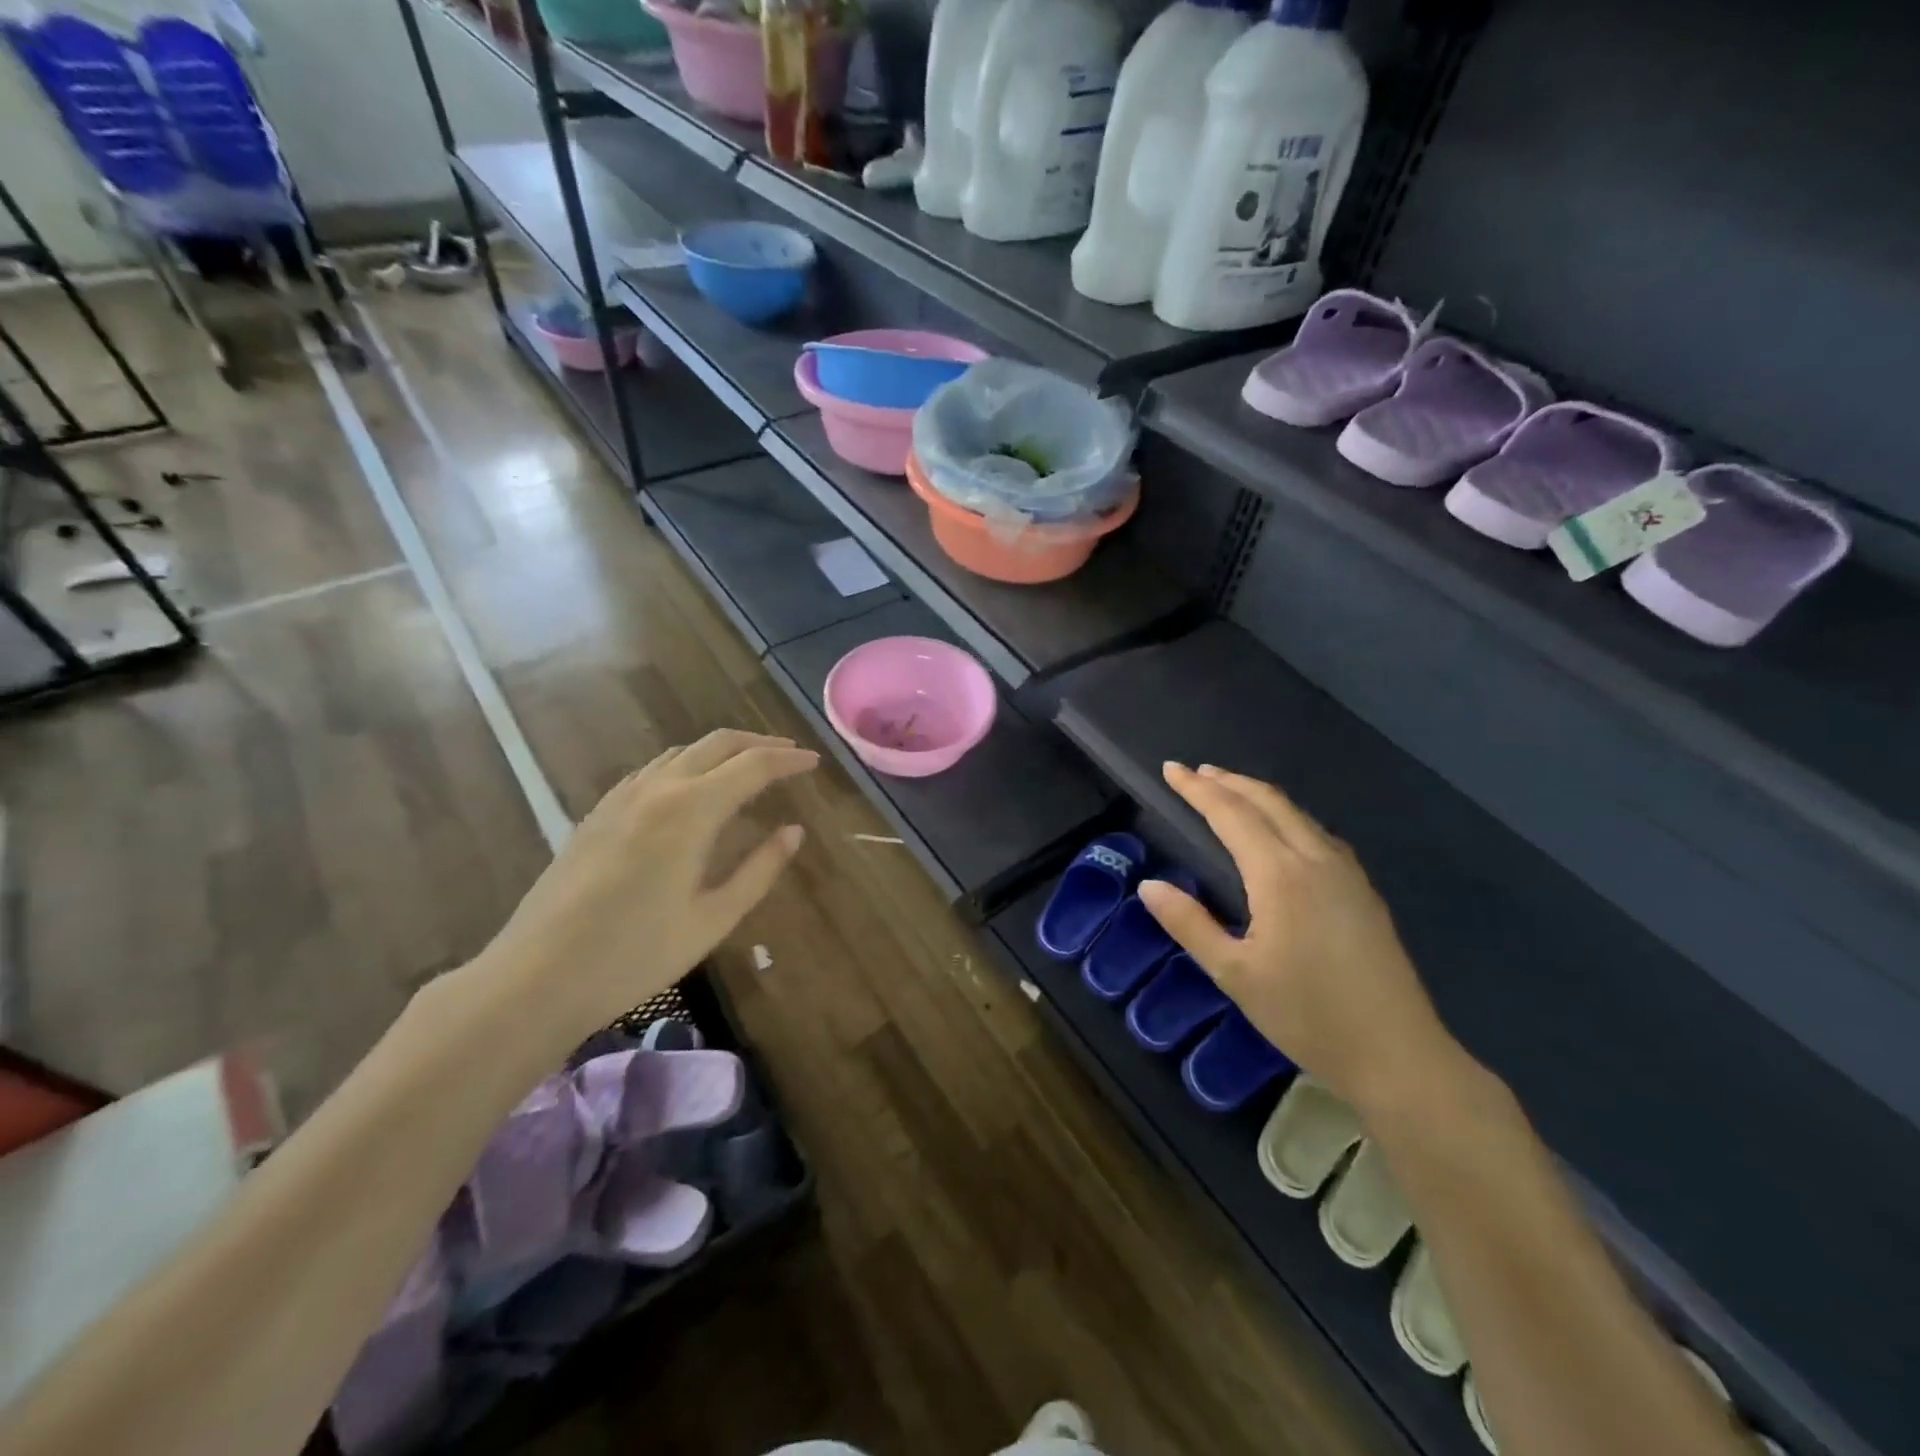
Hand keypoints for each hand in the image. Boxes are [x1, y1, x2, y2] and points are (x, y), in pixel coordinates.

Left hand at [470, 729, 817, 1046]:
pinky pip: (653, 769)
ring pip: (682, 752)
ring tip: (748, 768)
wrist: (537, 977)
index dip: (788, 760)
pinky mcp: (598, 812)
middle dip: (759, 743)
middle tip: (789, 756)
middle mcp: (657, 788)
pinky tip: (692, 790)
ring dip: (722, 751)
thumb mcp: (713, 918)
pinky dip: (687, 764)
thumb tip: (793, 831)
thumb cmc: (636, 954)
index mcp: (690, 810)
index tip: (815, 763)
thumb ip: (759, 869)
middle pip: (717, 744)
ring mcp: (621, 797)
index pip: (752, 766)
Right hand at [1139, 763, 1459, 1114]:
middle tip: (1197, 772)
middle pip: (1268, 802)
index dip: (1198, 789)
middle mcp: (1315, 860)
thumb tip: (1149, 886)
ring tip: (1231, 792)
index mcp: (1280, 875)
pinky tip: (1282, 833)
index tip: (1171, 769)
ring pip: (1297, 814)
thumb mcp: (1234, 974)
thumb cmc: (1307, 1015)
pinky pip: (1318, 833)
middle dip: (1229, 781)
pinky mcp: (1363, 891)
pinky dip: (1287, 816)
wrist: (1398, 1054)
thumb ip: (1189, 924)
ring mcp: (1347, 873)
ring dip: (1259, 796)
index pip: (1231, 814)